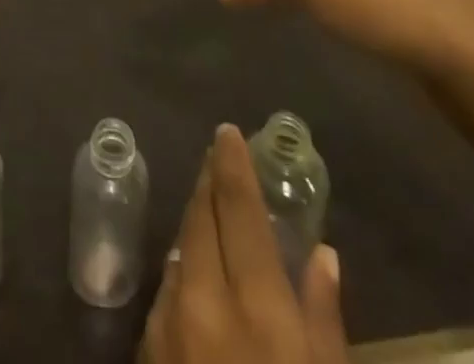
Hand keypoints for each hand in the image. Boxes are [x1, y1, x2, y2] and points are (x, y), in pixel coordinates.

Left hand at [140, 124, 346, 363]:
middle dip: (209, 184)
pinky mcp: (149, 354)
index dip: (231, 164)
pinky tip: (199, 276)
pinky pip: (169, 292)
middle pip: (201, 218)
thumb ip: (324, 318)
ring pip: (181, 249)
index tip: (227, 132)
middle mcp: (203, 300)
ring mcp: (169, 327)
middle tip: (219, 160)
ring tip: (212, 211)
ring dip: (196, 225)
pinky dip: (185, 271)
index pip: (238, 208)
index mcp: (255, 307)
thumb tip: (322, 254)